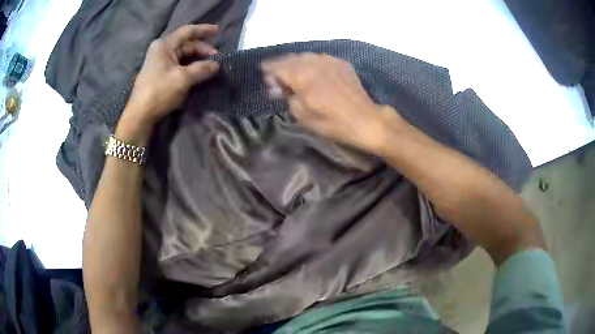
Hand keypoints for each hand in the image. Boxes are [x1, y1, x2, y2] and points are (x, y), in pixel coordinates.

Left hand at [118, 24, 220, 140]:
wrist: (140, 115)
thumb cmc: (159, 92)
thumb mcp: (183, 79)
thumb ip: (202, 69)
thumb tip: (216, 65)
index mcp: (165, 45)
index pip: (187, 31)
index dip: (204, 30)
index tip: (218, 31)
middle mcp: (161, 50)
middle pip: (186, 44)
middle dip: (202, 49)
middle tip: (217, 58)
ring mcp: (159, 62)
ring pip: (183, 55)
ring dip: (197, 59)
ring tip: (210, 66)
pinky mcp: (159, 73)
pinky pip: (178, 64)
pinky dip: (189, 67)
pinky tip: (198, 73)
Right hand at [261, 53, 396, 153]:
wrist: (364, 119)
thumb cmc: (331, 122)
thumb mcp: (301, 115)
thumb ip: (286, 96)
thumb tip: (278, 87)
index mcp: (301, 75)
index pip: (277, 66)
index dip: (268, 69)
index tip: (264, 74)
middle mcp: (313, 62)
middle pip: (290, 59)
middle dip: (281, 66)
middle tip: (277, 77)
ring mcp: (329, 60)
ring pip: (306, 57)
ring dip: (296, 64)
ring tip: (294, 73)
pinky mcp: (341, 63)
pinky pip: (320, 59)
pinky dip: (312, 64)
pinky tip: (313, 72)